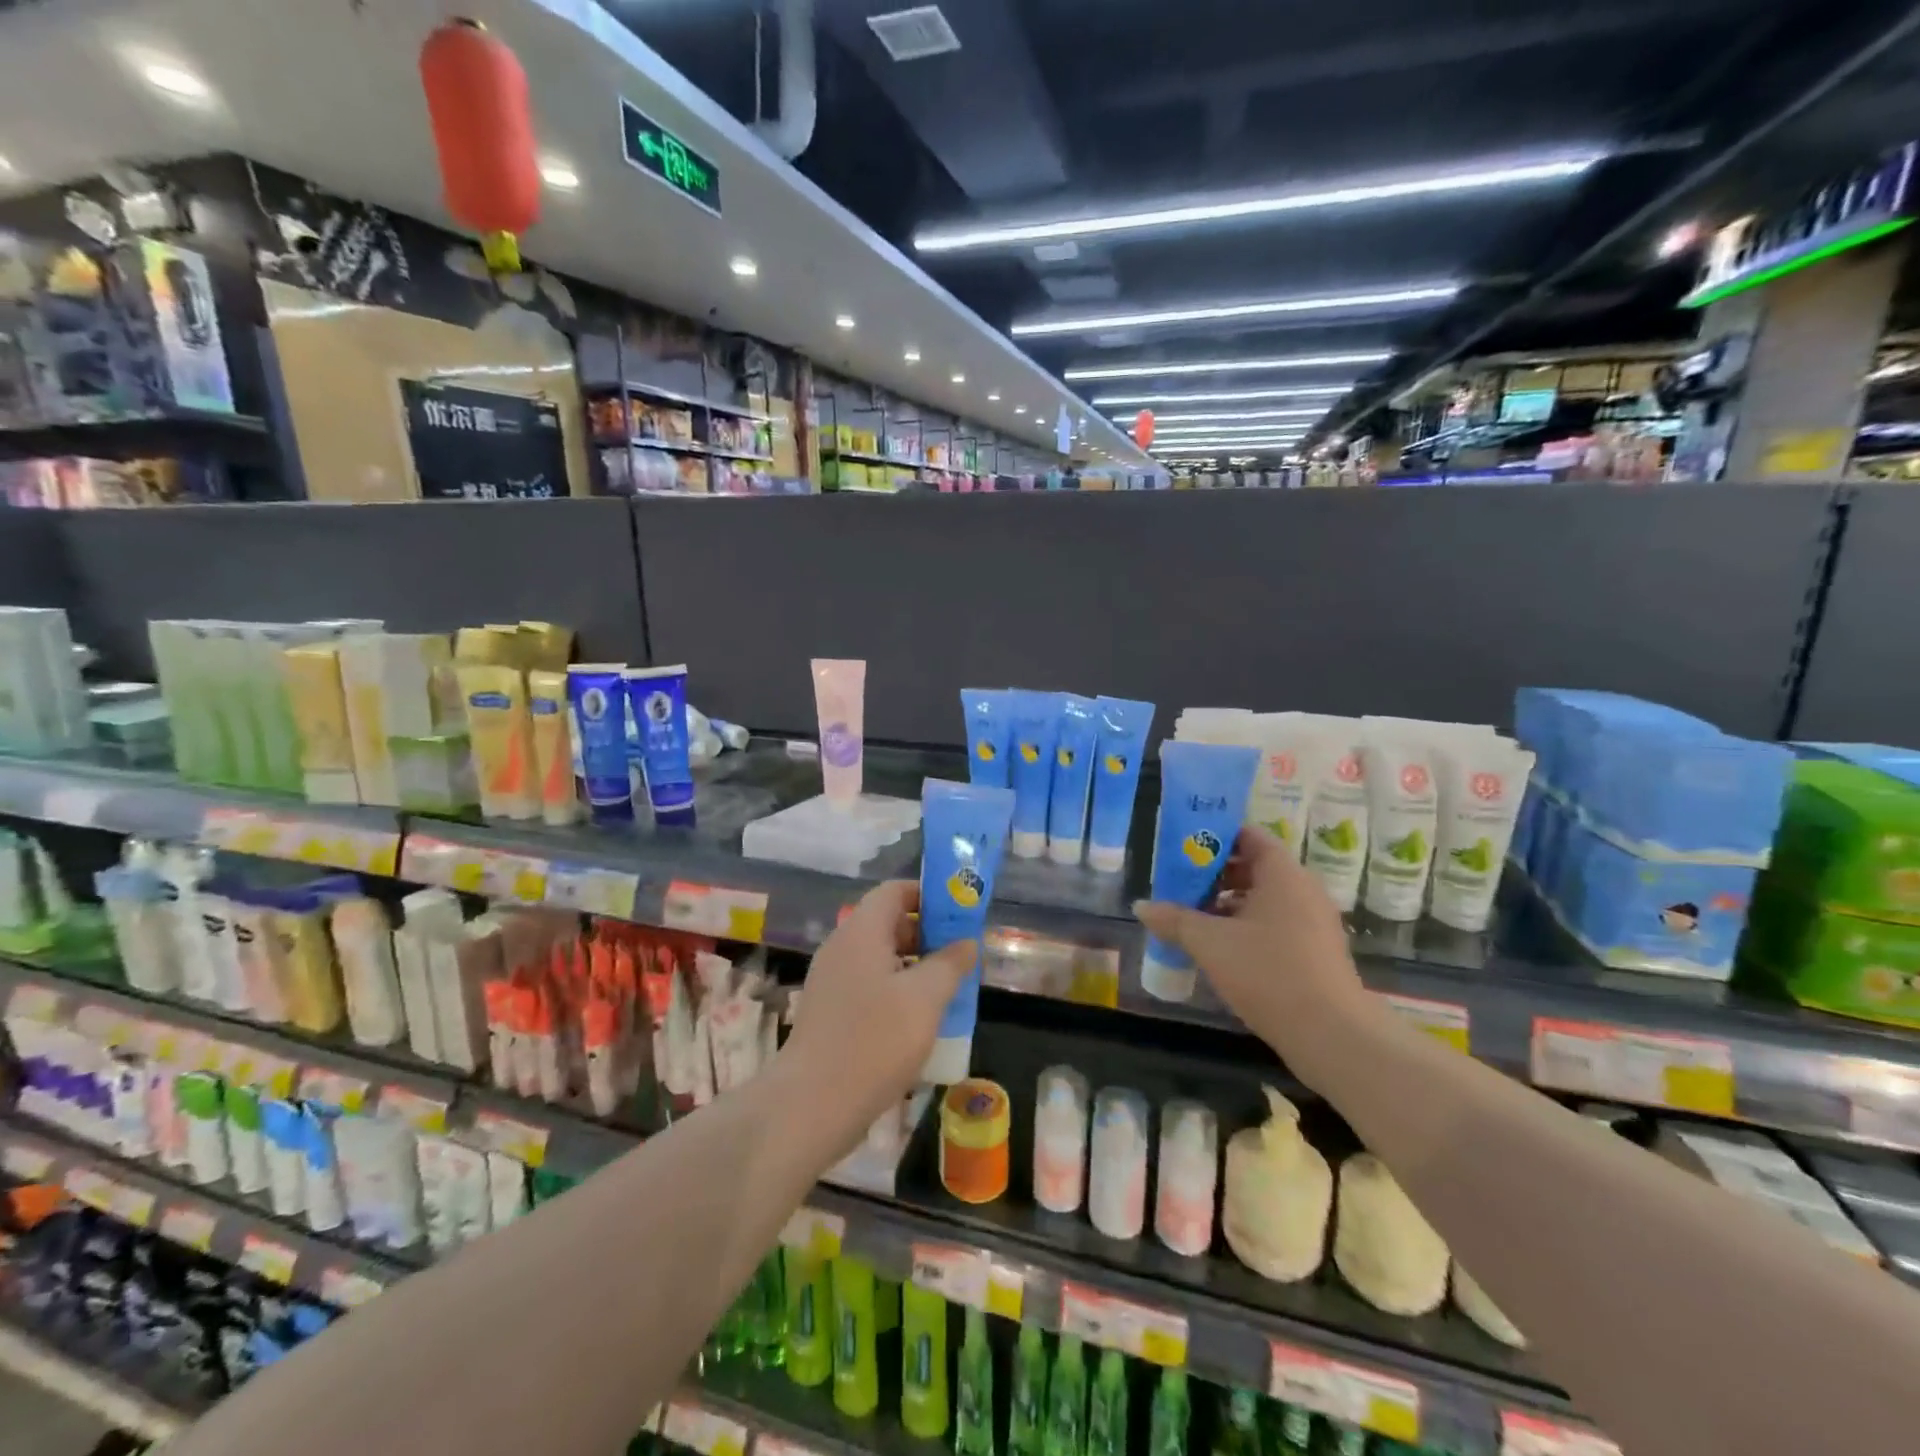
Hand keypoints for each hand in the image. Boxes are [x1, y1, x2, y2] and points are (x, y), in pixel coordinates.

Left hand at [779, 880, 975, 1143]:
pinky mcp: (830, 1011)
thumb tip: (966, 943)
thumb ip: (950, 964)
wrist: (812, 1105)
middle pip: (887, 922)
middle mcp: (842, 948)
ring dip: (915, 965)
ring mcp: (832, 980)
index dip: (929, 895)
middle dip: (927, 933)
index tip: (960, 913)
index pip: (894, 890)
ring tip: (948, 988)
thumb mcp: (925, 999)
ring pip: (880, 957)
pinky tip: (919, 1019)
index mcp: (861, 932)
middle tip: (961, 955)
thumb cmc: (874, 1041)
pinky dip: (896, 989)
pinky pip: (869, 984)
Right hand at [1134, 825, 1373, 1090]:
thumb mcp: (1211, 944)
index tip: (1183, 847)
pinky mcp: (1315, 950)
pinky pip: (1275, 922)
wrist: (1332, 1035)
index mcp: (1282, 874)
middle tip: (1178, 883)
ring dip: (1227, 903)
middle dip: (1214, 873)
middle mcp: (1302, 889)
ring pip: (1263, 897)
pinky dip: (1246, 925)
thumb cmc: (1268, 973)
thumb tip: (1141, 906)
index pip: (1248, 835)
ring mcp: (1312, 921)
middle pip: (1254, 866)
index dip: (1214, 836)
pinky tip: (1219, 947)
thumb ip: (1174, 920)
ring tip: (1191, 916)